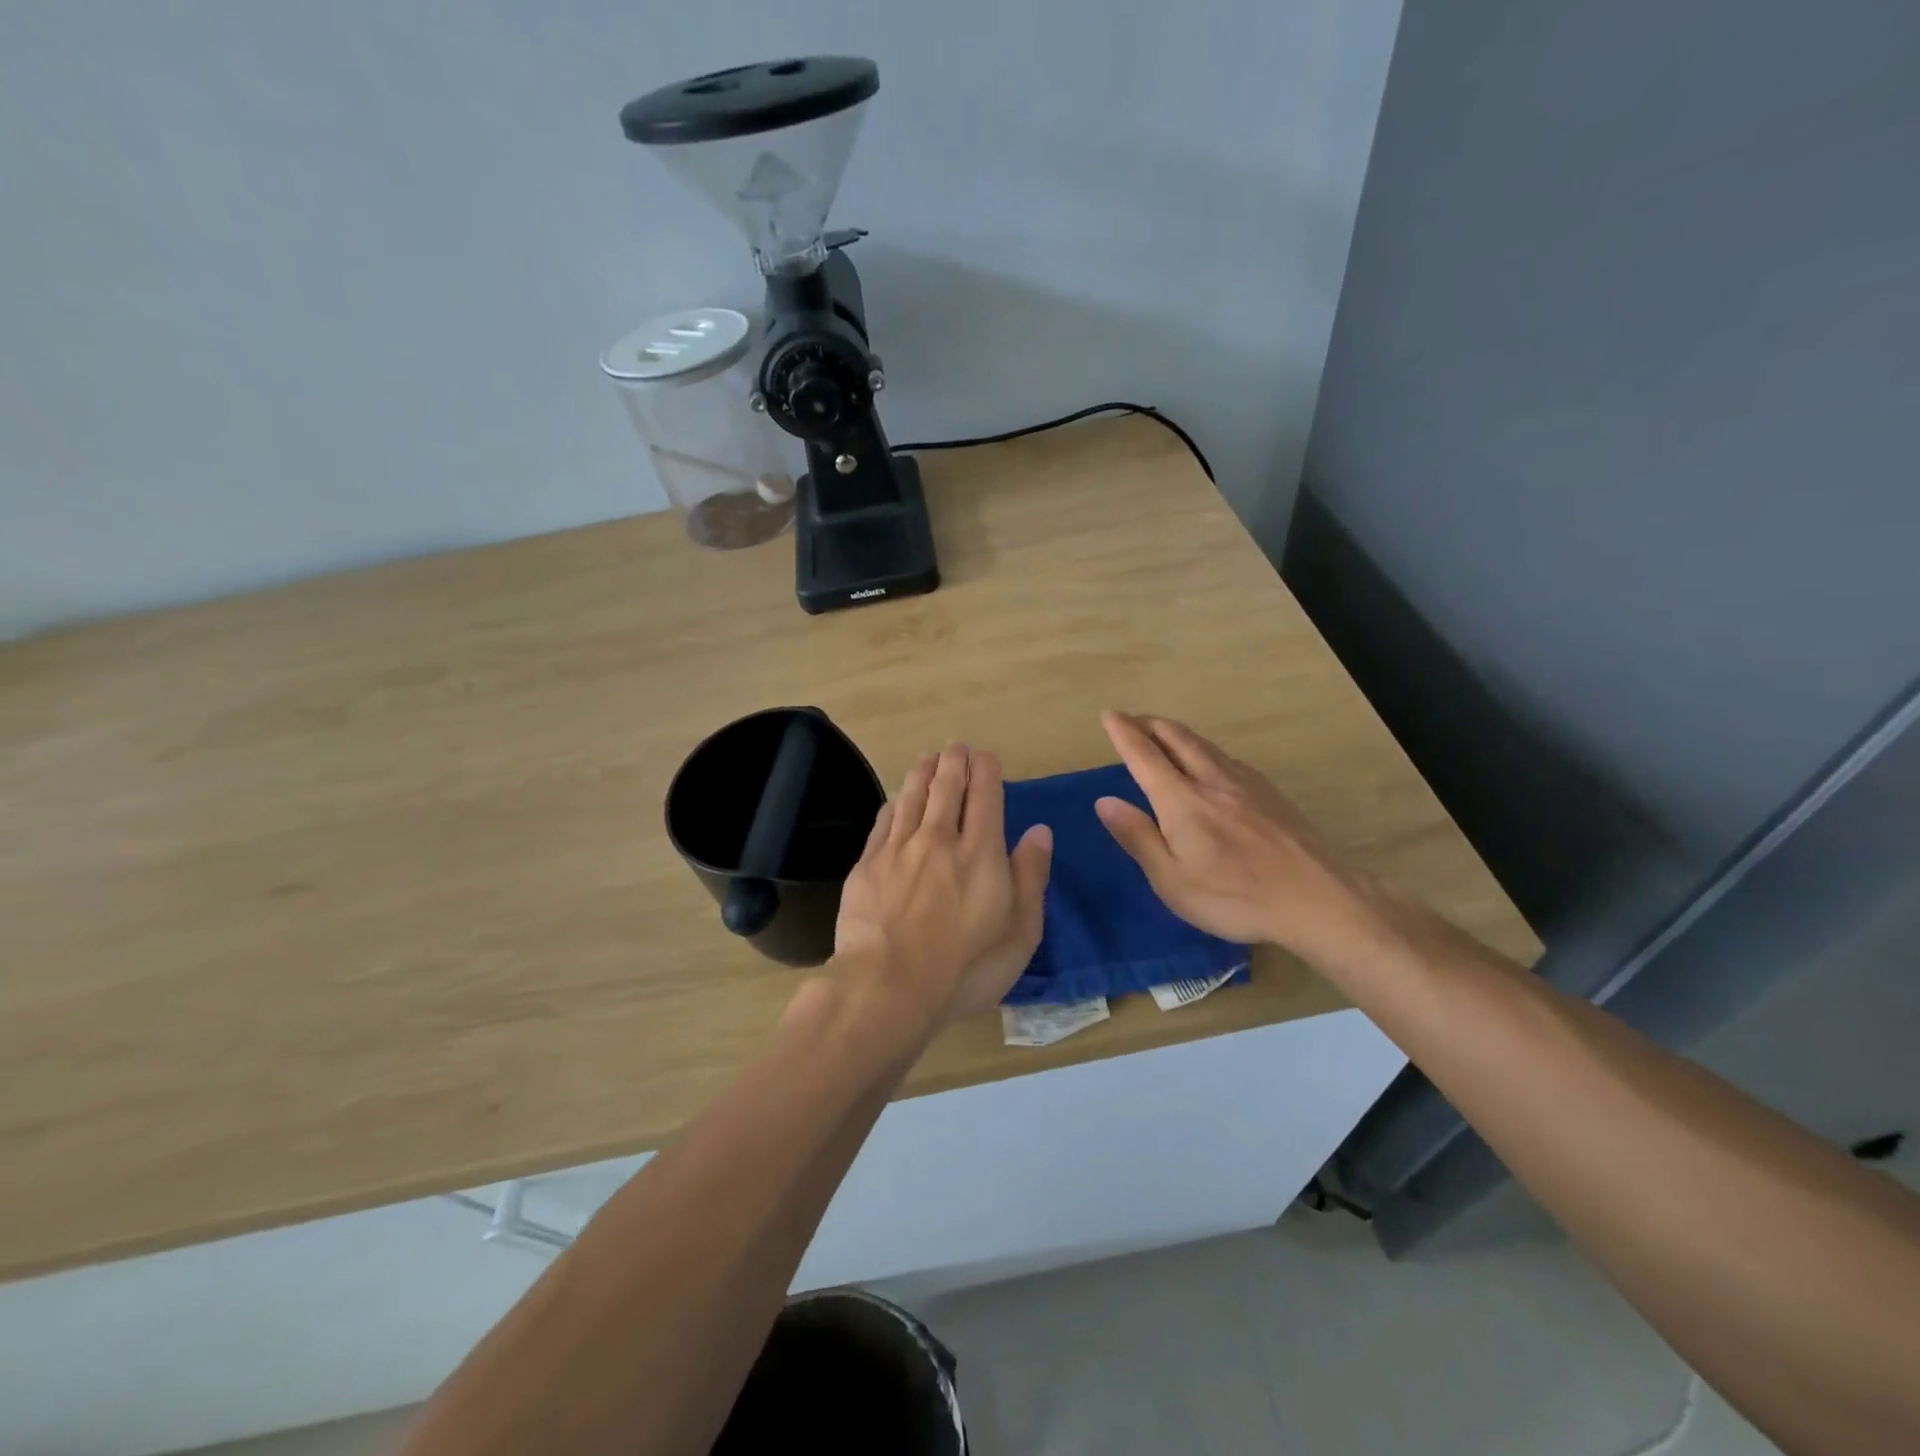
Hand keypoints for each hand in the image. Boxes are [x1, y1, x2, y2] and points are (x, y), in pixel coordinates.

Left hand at [833, 744, 1052, 1030]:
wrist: (887, 987)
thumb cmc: (965, 968)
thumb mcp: (1020, 932)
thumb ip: (1031, 877)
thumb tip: (1039, 831)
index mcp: (980, 852)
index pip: (985, 795)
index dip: (986, 770)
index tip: (986, 757)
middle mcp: (939, 838)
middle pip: (947, 786)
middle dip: (954, 761)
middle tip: (957, 748)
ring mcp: (898, 849)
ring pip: (912, 796)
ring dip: (923, 772)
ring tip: (929, 758)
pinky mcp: (868, 865)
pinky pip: (884, 821)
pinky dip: (895, 803)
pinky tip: (897, 799)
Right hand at [1095, 711, 1382, 962]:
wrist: (1318, 900)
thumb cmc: (1235, 897)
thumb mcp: (1173, 881)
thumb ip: (1138, 837)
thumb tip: (1105, 802)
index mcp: (1182, 801)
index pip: (1144, 756)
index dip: (1123, 733)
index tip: (1109, 714)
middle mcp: (1212, 781)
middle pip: (1177, 738)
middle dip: (1150, 724)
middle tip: (1131, 720)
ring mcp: (1246, 784)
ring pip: (1204, 744)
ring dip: (1177, 733)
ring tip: (1163, 733)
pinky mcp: (1270, 793)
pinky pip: (1227, 758)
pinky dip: (1204, 749)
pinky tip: (1210, 762)